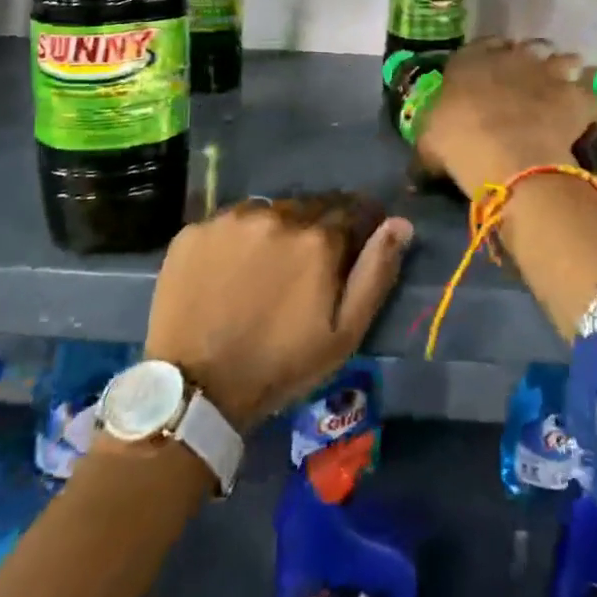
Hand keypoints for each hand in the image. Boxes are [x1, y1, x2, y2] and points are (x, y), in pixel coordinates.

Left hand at [143, 195, 411, 433]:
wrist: (196, 388)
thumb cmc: (280, 365)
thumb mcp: (344, 333)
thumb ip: (376, 272)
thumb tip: (401, 223)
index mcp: (317, 239)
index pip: (349, 210)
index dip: (353, 227)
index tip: (347, 247)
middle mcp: (276, 215)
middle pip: (307, 208)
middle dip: (312, 229)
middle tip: (301, 266)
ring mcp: (231, 220)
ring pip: (266, 212)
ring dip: (273, 230)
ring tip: (263, 268)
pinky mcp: (195, 230)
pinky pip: (227, 224)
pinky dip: (235, 240)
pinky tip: (228, 270)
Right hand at [414, 38, 596, 196]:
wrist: (507, 156)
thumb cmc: (458, 143)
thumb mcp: (428, 143)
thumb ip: (429, 142)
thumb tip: (419, 164)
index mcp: (470, 61)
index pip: (480, 46)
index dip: (488, 56)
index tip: (490, 72)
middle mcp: (512, 57)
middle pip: (528, 48)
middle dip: (530, 62)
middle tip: (529, 83)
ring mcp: (549, 73)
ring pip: (566, 61)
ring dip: (565, 73)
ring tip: (562, 93)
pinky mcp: (578, 97)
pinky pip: (592, 97)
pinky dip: (591, 107)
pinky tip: (587, 121)